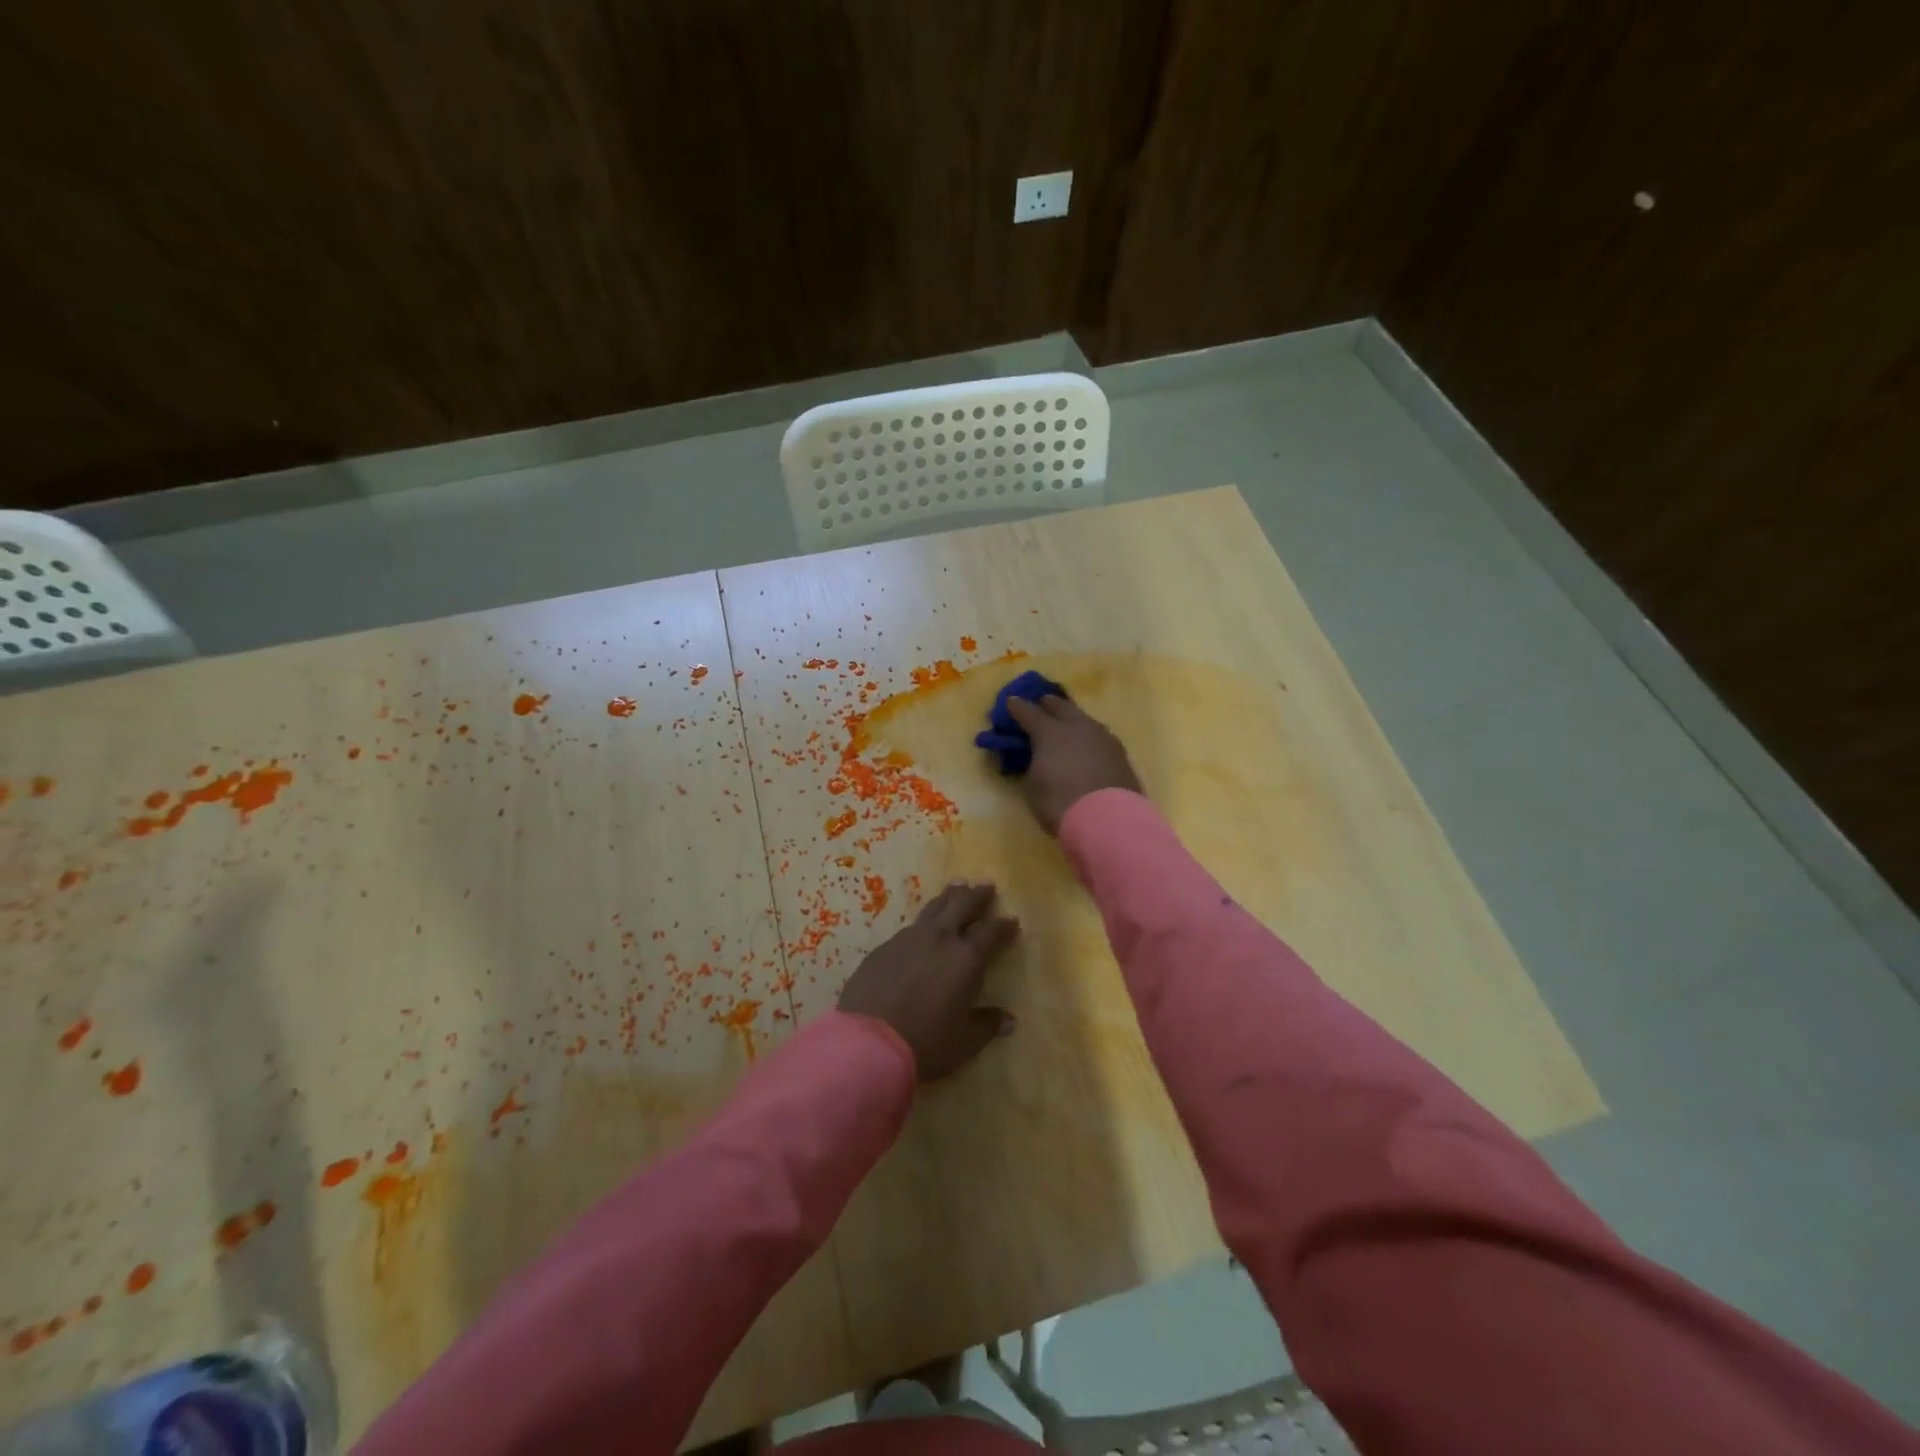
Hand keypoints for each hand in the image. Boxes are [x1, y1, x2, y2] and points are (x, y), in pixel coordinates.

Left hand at [838, 882, 1019, 1078]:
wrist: (868, 1041)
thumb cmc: (926, 1042)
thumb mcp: (964, 1040)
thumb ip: (986, 1025)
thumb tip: (1009, 1020)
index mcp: (966, 958)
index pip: (992, 933)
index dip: (1004, 926)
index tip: (1012, 920)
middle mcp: (940, 939)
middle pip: (963, 905)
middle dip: (978, 895)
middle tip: (987, 885)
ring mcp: (909, 939)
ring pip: (934, 907)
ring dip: (949, 896)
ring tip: (958, 886)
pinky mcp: (884, 947)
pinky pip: (910, 926)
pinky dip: (924, 921)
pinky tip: (923, 926)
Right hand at [1005, 695, 1141, 834]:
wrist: (1108, 821)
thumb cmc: (1060, 803)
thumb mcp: (1033, 786)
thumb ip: (1032, 765)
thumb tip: (1037, 757)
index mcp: (1049, 731)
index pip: (1028, 712)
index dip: (1017, 707)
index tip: (1011, 703)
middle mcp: (1077, 726)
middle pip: (1060, 706)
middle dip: (1047, 704)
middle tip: (1040, 706)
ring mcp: (1102, 737)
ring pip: (1083, 718)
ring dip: (1071, 719)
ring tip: (1066, 726)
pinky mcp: (1120, 752)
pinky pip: (1098, 736)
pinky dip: (1088, 737)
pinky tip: (1086, 746)